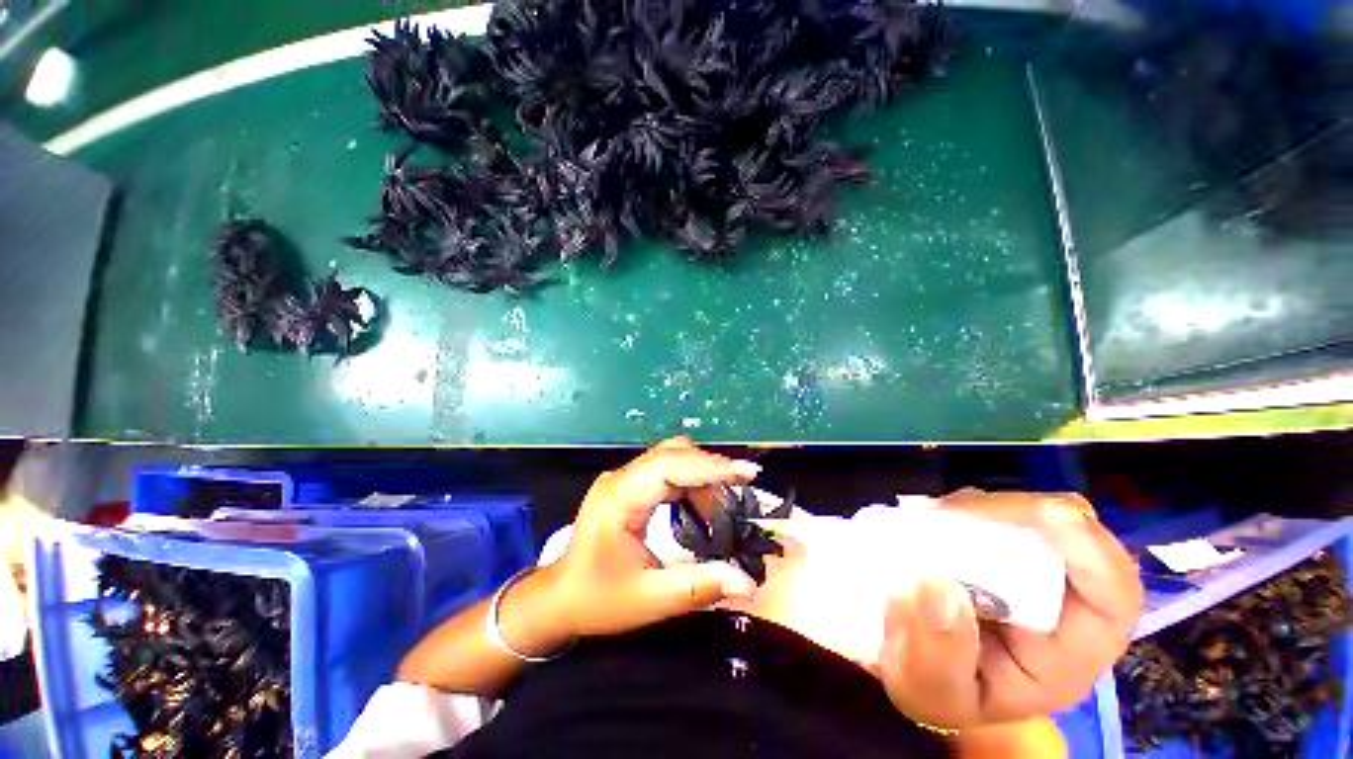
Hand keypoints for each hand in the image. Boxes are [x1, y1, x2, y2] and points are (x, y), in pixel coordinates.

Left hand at [547, 438, 761, 639]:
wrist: (559, 598)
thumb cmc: (596, 599)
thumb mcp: (647, 599)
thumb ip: (697, 588)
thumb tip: (747, 583)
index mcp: (620, 497)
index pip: (671, 465)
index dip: (711, 466)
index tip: (748, 472)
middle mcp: (621, 478)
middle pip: (673, 454)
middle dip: (710, 470)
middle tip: (741, 493)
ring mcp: (624, 479)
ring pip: (672, 458)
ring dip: (701, 476)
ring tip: (722, 509)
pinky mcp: (629, 486)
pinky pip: (666, 471)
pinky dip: (690, 483)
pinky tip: (702, 507)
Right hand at [876, 490, 1143, 728]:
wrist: (921, 667)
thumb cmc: (934, 686)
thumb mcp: (928, 688)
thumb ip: (936, 652)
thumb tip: (939, 586)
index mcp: (1069, 656)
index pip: (1113, 596)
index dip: (1085, 547)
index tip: (1035, 513)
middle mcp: (1067, 609)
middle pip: (1081, 539)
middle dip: (1018, 514)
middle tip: (951, 514)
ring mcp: (1039, 573)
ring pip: (1041, 518)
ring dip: (989, 508)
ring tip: (935, 520)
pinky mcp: (1009, 550)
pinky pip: (1004, 513)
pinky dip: (973, 506)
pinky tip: (937, 520)